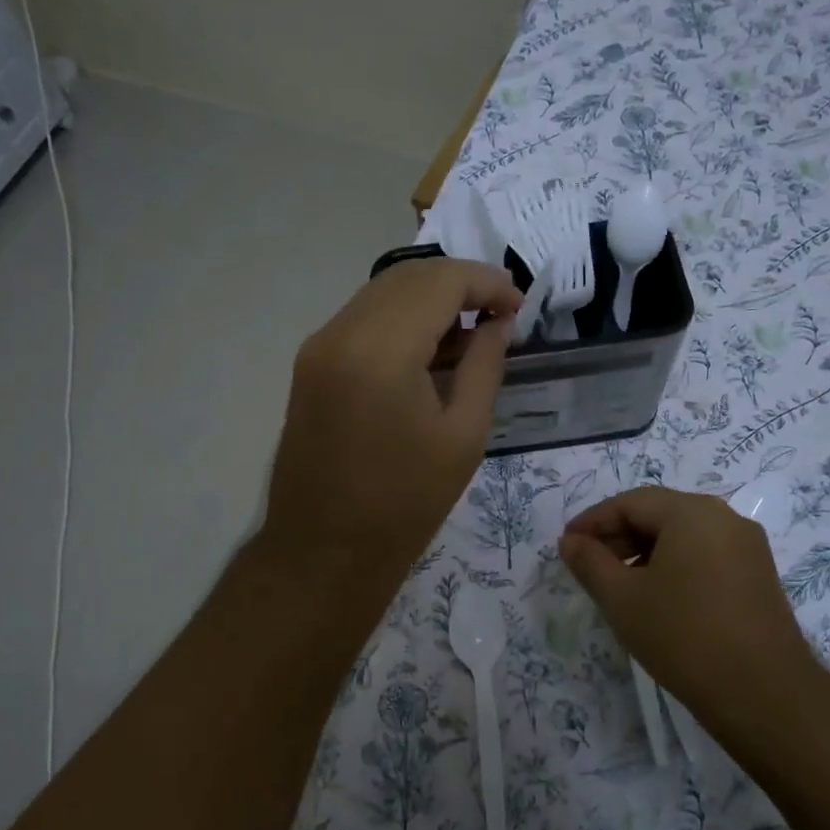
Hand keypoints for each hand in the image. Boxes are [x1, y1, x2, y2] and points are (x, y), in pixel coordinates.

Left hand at [262, 257, 522, 585]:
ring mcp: (318, 346)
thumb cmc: (405, 504)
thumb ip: (485, 364)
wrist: (324, 553)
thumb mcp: (464, 435)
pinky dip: (400, 318)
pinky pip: (362, 319)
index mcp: (381, 350)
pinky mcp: (310, 364)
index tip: (519, 305)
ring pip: (382, 292)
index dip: (487, 282)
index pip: (441, 281)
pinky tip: (429, 349)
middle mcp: (341, 332)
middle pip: (408, 276)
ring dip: (429, 298)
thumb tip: (499, 322)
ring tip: (470, 332)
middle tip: (500, 315)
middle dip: (460, 284)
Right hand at [559, 487, 814, 710]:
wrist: (765, 694)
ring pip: (682, 536)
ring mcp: (747, 547)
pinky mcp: (758, 576)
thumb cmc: (683, 635)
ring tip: (617, 585)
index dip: (593, 522)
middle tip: (587, 566)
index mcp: (692, 512)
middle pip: (659, 514)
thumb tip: (570, 541)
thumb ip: (590, 563)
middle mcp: (725, 518)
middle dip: (618, 536)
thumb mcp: (622, 599)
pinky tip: (656, 597)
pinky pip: (705, 555)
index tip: (566, 546)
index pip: (630, 502)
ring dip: (644, 552)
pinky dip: (673, 566)